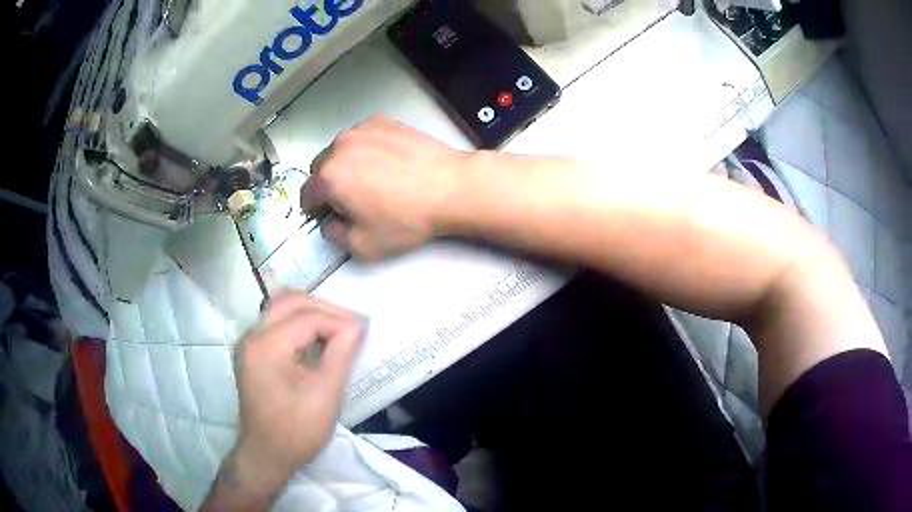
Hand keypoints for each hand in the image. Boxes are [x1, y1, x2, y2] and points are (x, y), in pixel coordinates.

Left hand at [232, 294, 365, 486]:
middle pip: (290, 302)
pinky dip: (299, 323)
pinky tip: (317, 339)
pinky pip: (276, 323)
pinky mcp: (252, 352)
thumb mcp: (325, 395)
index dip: (338, 321)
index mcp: (266, 347)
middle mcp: (252, 336)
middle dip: (324, 309)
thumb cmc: (296, 430)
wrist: (266, 454)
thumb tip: (357, 325)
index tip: (363, 333)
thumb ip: (341, 355)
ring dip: (311, 312)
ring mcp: (249, 343)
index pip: (307, 317)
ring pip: (281, 308)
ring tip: (337, 329)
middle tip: (351, 326)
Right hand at [301, 116, 469, 260]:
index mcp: (329, 176)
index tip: (328, 215)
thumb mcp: (363, 246)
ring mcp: (361, 130)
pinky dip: (364, 150)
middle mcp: (340, 147)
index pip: (306, 194)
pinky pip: (361, 138)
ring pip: (340, 151)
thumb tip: (329, 222)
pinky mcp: (382, 122)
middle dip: (329, 186)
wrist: (450, 187)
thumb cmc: (407, 218)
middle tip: (352, 201)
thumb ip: (333, 236)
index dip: (315, 209)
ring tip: (372, 181)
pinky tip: (386, 164)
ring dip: (345, 165)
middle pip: (320, 169)